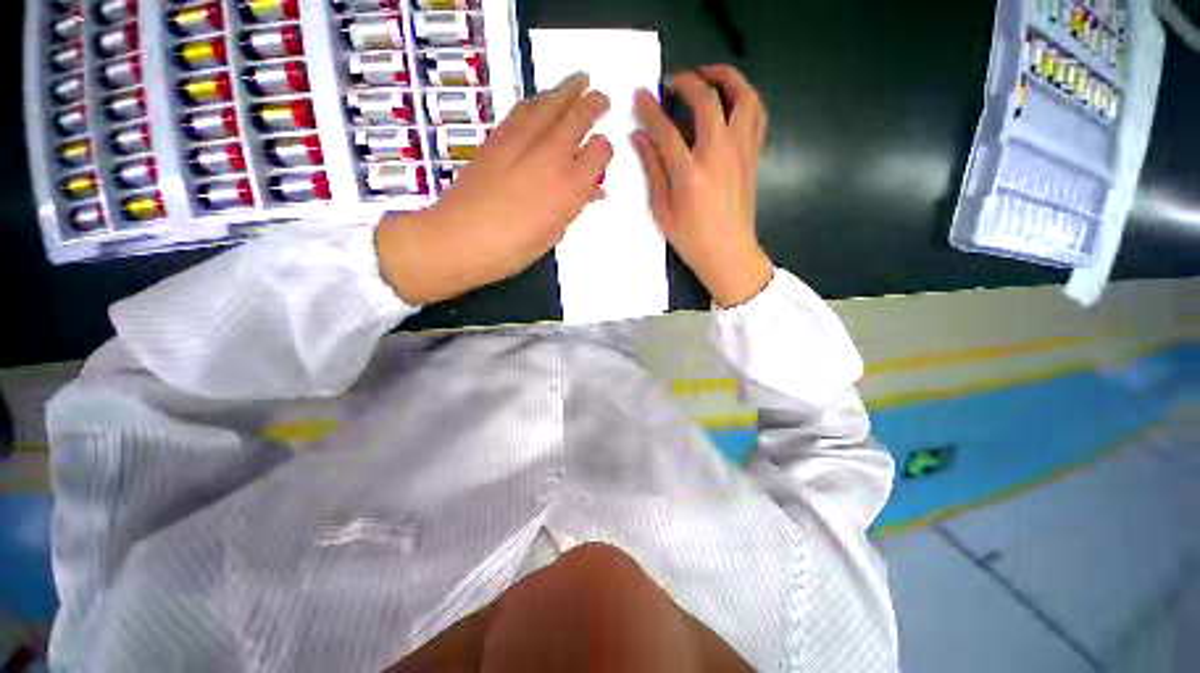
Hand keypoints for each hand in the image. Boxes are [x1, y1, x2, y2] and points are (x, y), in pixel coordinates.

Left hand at [376, 73, 612, 305]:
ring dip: (568, 90)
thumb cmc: (513, 248)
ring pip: (551, 103)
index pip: (599, 152)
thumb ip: (575, 206)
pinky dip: (537, 99)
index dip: (604, 149)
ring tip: (579, 81)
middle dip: (594, 103)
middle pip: (579, 116)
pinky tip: (542, 99)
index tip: (602, 151)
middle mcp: (551, 157)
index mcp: (570, 187)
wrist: (461, 238)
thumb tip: (593, 191)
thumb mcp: (553, 234)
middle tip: (601, 97)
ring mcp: (523, 142)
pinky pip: (523, 108)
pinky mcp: (497, 137)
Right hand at [632, 65, 772, 307]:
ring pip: (743, 97)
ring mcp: (741, 153)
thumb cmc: (692, 240)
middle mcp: (719, 155)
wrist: (729, 254)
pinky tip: (731, 103)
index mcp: (690, 174)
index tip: (641, 95)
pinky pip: (757, 115)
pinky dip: (745, 99)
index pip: (666, 130)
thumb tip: (640, 139)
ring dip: (726, 78)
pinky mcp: (753, 156)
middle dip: (687, 82)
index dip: (650, 109)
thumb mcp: (663, 211)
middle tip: (672, 83)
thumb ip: (653, 171)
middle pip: (706, 101)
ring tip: (709, 77)